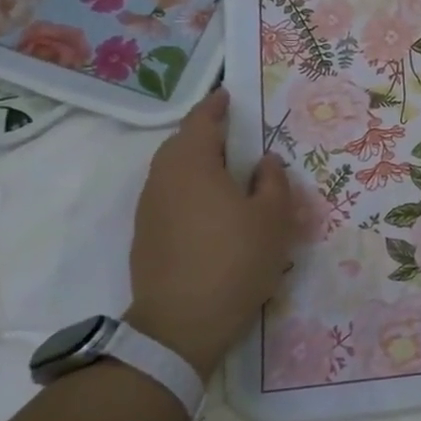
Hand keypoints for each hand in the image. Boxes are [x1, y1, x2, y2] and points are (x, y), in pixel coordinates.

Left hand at [128, 88, 291, 375]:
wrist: (180, 324)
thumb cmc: (235, 260)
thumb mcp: (273, 217)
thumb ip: (273, 181)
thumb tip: (265, 161)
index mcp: (192, 163)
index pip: (202, 119)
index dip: (218, 104)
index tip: (233, 96)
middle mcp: (163, 177)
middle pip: (184, 143)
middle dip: (210, 135)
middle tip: (242, 137)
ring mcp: (149, 208)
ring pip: (175, 171)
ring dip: (201, 164)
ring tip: (232, 174)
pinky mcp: (146, 235)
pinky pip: (171, 196)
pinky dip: (192, 190)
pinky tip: (215, 210)